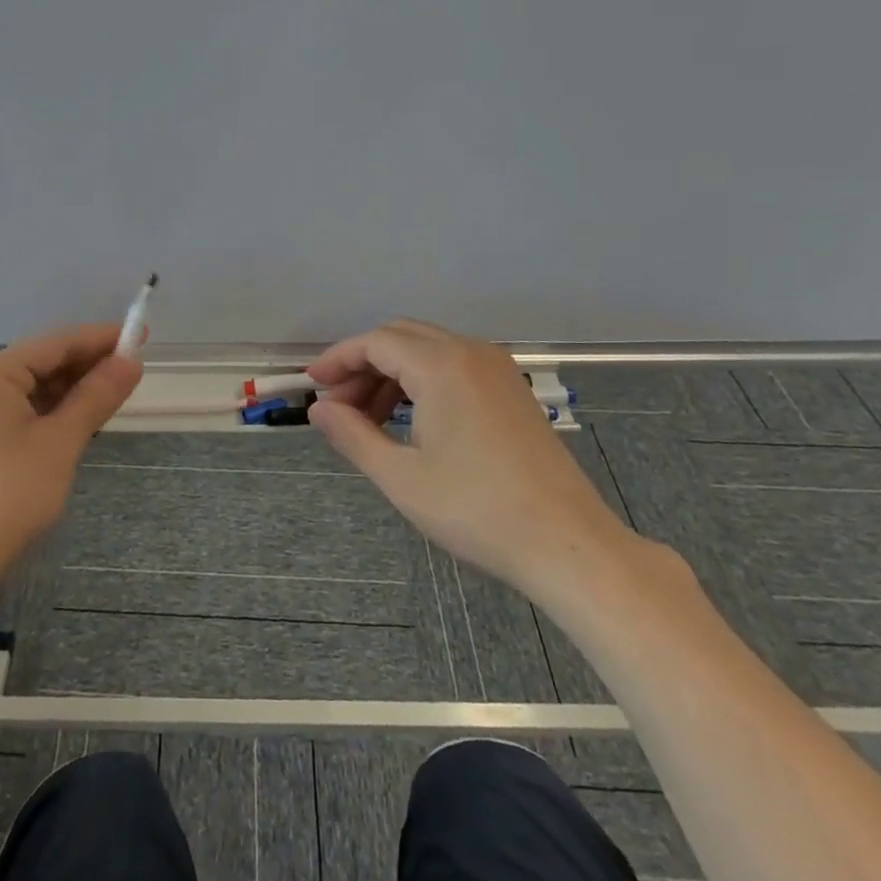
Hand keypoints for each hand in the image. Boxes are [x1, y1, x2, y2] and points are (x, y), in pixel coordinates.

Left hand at [0, 324, 141, 592]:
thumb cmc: (5, 497)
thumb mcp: (60, 443)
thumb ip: (96, 396)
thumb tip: (133, 360)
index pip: (55, 343)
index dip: (100, 338)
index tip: (141, 335)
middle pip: (41, 363)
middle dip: (87, 366)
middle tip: (133, 369)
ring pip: (32, 390)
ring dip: (71, 391)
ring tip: (113, 394)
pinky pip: (19, 413)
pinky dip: (51, 414)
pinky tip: (78, 421)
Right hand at [307, 318, 635, 600]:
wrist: (568, 544)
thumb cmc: (476, 510)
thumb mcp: (401, 477)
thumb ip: (353, 435)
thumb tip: (320, 409)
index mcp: (442, 366)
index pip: (375, 342)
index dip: (338, 359)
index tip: (312, 385)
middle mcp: (470, 353)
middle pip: (401, 337)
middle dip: (363, 364)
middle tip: (338, 406)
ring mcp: (497, 369)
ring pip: (427, 350)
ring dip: (391, 373)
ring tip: (368, 420)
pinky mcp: (511, 390)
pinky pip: (454, 366)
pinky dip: (422, 381)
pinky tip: (410, 421)